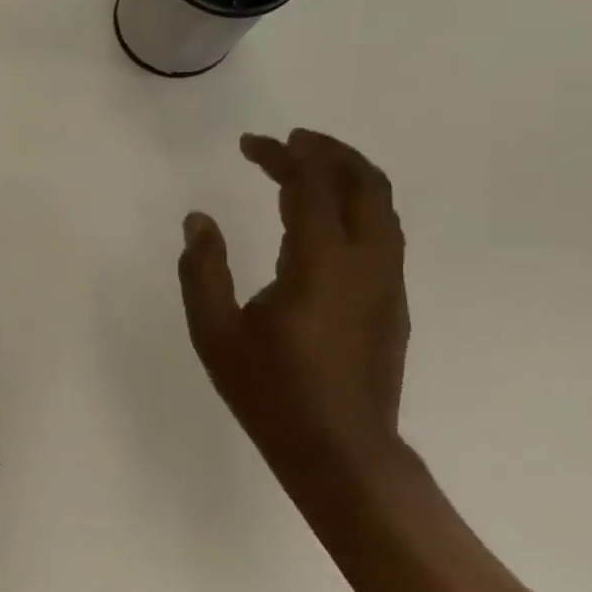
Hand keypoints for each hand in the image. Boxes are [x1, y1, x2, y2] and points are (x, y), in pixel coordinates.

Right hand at [179, 129, 408, 482]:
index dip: (282, 155)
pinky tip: (326, 222)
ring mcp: (388, 282)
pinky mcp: (393, 303)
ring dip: (350, 175)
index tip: (250, 143)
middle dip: (328, 151)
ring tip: (310, 168)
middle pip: (365, 182)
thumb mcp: (214, 333)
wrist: (340, 450)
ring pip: (383, 206)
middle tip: (289, 141)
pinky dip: (358, 206)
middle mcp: (366, 261)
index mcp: (320, 263)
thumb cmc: (269, 392)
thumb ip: (202, 270)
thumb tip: (198, 220)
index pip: (310, 185)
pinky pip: (384, 233)